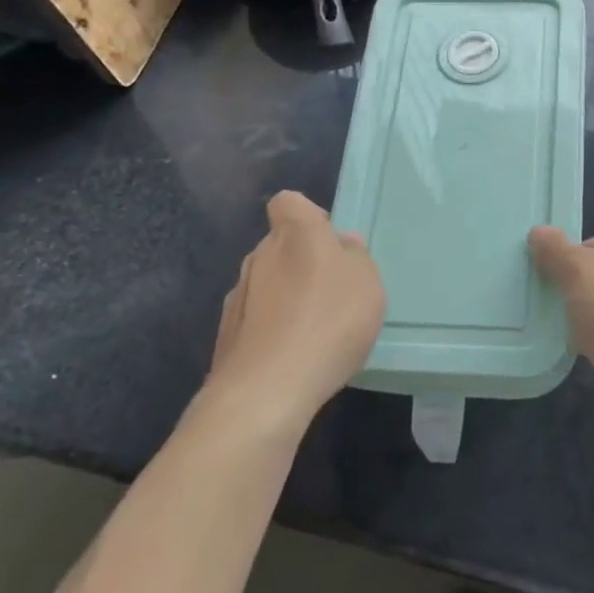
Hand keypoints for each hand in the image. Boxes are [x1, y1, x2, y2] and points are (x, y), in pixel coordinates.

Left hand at [206, 192, 385, 434]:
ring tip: (314, 329)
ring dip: (285, 296)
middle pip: (279, 244)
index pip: (289, 203)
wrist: (266, 390)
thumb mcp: (366, 281)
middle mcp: (259, 255)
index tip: (328, 240)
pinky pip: (255, 319)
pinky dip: (271, 329)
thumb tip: (341, 243)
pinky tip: (292, 355)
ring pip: (266, 283)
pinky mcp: (226, 335)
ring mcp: (238, 295)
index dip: (307, 215)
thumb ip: (355, 256)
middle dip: (300, 261)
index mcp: (294, 232)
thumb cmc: (328, 320)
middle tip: (331, 290)